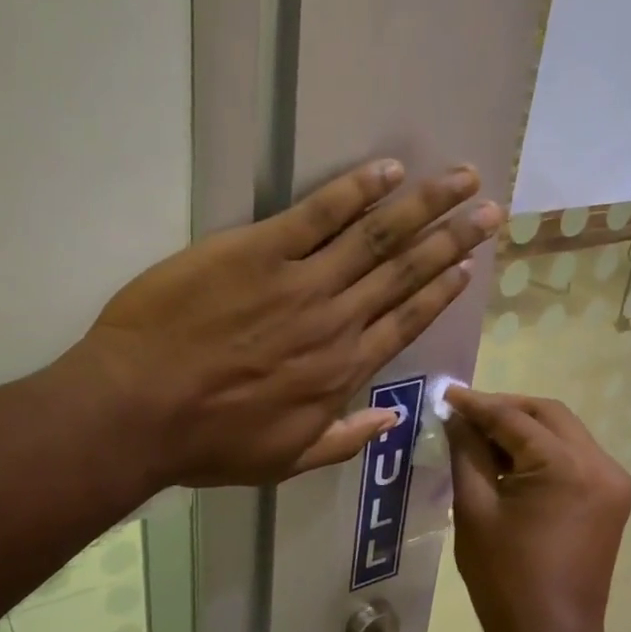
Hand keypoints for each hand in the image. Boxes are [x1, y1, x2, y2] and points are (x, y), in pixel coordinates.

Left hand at [74, 160, 502, 486]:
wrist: (139, 409)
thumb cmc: (207, 441)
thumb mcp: (282, 461)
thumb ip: (341, 441)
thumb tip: (389, 420)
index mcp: (341, 371)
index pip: (406, 322)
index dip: (440, 291)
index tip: (468, 266)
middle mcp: (336, 321)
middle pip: (406, 272)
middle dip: (453, 238)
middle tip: (491, 209)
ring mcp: (301, 281)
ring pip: (377, 236)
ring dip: (425, 205)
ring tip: (463, 179)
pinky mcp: (258, 250)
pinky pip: (318, 213)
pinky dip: (357, 189)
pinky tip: (389, 170)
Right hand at [446, 387, 630, 631]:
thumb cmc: (504, 578)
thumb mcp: (474, 509)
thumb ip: (467, 453)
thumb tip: (456, 418)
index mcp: (566, 467)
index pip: (514, 418)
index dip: (476, 404)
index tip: (445, 394)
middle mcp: (600, 464)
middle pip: (548, 415)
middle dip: (504, 409)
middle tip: (463, 413)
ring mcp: (612, 482)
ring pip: (563, 433)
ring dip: (523, 428)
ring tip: (480, 435)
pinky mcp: (611, 499)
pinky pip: (573, 457)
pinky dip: (541, 451)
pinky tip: (509, 460)